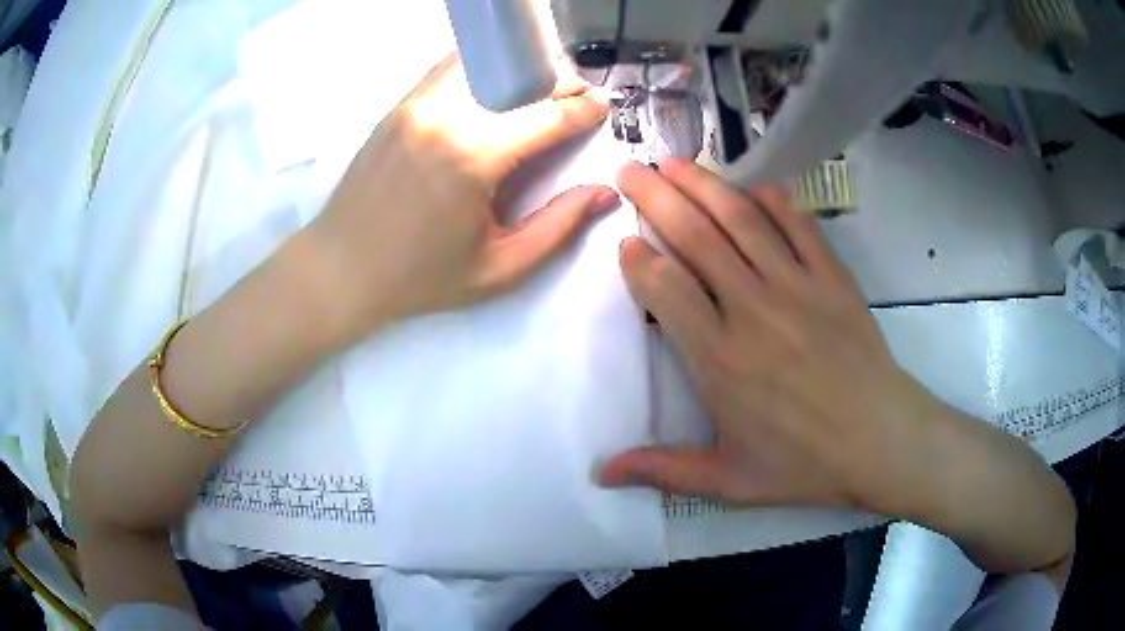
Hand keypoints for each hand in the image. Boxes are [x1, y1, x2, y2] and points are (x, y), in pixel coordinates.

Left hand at [307, 55, 617, 343]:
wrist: (340, 267)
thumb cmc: (419, 277)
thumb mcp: (498, 269)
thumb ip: (559, 227)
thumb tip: (605, 193)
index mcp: (475, 157)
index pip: (548, 112)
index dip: (585, 107)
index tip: (604, 107)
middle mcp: (447, 115)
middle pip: (522, 76)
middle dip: (562, 81)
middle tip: (578, 97)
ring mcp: (418, 103)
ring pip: (488, 62)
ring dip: (523, 69)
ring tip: (540, 89)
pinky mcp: (401, 104)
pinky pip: (452, 68)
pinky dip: (484, 68)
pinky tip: (496, 87)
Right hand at [600, 159, 941, 512]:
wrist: (881, 441)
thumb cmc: (804, 465)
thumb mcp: (729, 482)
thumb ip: (664, 470)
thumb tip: (602, 473)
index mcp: (721, 359)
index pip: (666, 289)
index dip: (640, 259)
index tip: (626, 243)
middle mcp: (753, 310)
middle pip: (696, 238)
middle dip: (656, 197)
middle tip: (631, 169)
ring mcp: (797, 287)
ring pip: (742, 221)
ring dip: (704, 185)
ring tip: (675, 161)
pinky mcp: (832, 278)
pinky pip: (799, 226)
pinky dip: (775, 201)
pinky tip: (754, 185)